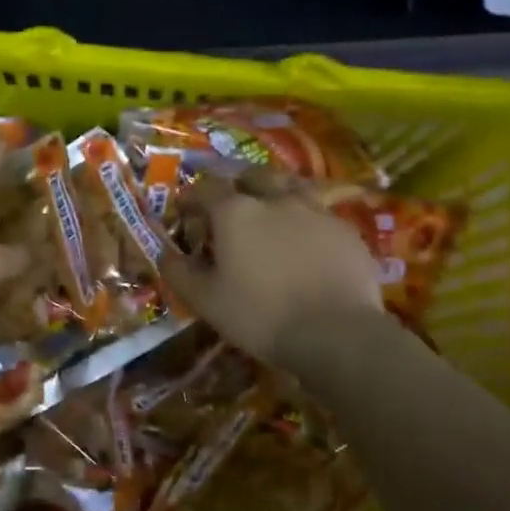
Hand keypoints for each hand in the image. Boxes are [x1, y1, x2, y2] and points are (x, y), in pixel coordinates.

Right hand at [161, 169, 386, 363]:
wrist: (336, 334)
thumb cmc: (260, 315)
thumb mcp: (205, 301)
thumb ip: (179, 272)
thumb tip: (164, 253)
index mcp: (235, 212)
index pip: (206, 189)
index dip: (192, 197)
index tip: (186, 211)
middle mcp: (274, 199)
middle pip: (253, 176)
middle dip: (238, 185)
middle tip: (231, 206)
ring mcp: (315, 211)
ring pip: (291, 186)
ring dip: (275, 193)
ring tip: (272, 212)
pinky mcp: (346, 230)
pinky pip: (320, 212)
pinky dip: (306, 219)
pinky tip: (306, 240)